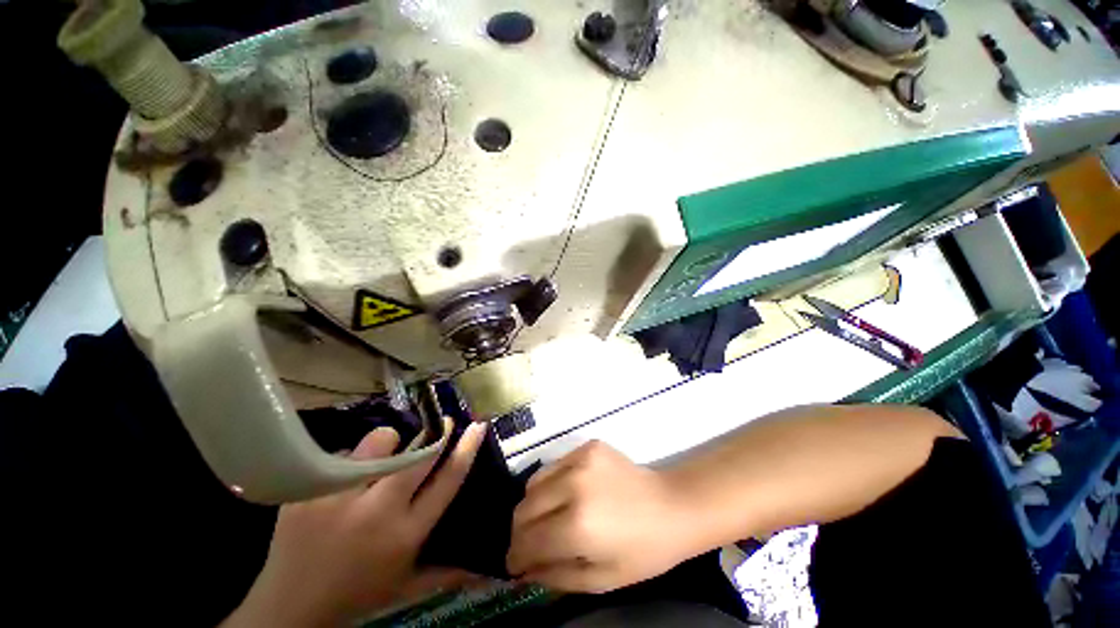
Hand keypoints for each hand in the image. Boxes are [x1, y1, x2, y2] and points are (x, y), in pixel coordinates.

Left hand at [226, 423, 486, 626]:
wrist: (290, 608)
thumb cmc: (358, 594)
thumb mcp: (407, 585)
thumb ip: (446, 571)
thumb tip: (485, 567)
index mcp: (406, 534)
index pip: (447, 480)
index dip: (466, 448)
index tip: (478, 426)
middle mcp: (377, 512)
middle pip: (418, 455)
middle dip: (436, 433)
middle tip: (443, 422)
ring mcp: (339, 498)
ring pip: (379, 442)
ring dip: (388, 442)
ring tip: (380, 458)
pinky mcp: (309, 491)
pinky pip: (344, 454)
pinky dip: (352, 460)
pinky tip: (342, 482)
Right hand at [506, 441, 697, 592]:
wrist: (671, 505)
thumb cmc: (643, 552)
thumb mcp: (600, 580)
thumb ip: (556, 576)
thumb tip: (523, 570)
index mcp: (578, 526)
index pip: (528, 541)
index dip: (515, 557)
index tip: (513, 565)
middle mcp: (573, 486)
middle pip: (524, 508)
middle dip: (519, 532)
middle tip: (527, 545)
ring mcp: (580, 460)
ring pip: (534, 482)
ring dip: (532, 505)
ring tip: (545, 518)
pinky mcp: (588, 446)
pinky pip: (554, 466)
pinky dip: (551, 483)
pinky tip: (565, 494)